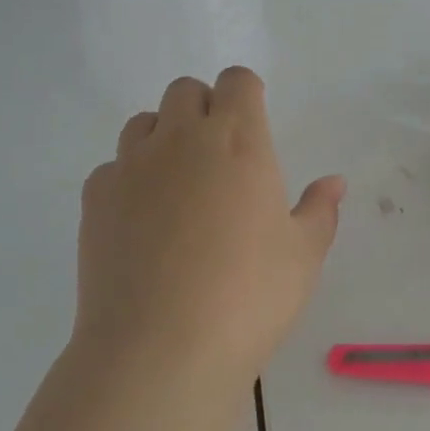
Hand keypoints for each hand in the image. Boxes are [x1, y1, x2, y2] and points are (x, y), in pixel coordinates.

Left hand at [75, 67, 344, 383]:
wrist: (159, 350)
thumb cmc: (247, 298)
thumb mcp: (302, 257)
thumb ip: (319, 211)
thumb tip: (334, 182)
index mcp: (238, 140)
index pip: (237, 81)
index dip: (245, 93)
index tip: (252, 122)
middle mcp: (181, 138)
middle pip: (185, 90)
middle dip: (203, 108)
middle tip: (218, 156)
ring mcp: (131, 165)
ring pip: (144, 122)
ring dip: (163, 137)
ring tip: (177, 186)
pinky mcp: (95, 198)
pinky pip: (112, 167)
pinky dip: (128, 180)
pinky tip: (140, 222)